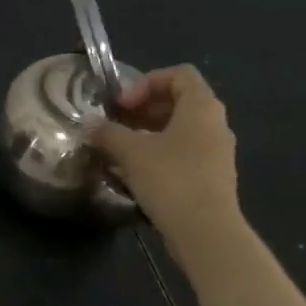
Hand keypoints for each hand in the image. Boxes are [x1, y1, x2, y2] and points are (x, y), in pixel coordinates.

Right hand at [90, 64, 239, 225]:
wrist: (206, 231)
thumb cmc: (171, 180)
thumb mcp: (132, 153)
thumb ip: (108, 133)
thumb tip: (88, 124)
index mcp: (201, 107)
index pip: (179, 74)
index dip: (146, 82)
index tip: (122, 104)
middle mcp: (215, 123)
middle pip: (179, 101)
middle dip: (143, 109)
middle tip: (116, 125)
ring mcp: (217, 152)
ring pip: (180, 130)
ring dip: (149, 134)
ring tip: (120, 150)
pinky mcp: (212, 177)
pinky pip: (183, 154)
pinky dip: (159, 155)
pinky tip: (135, 174)